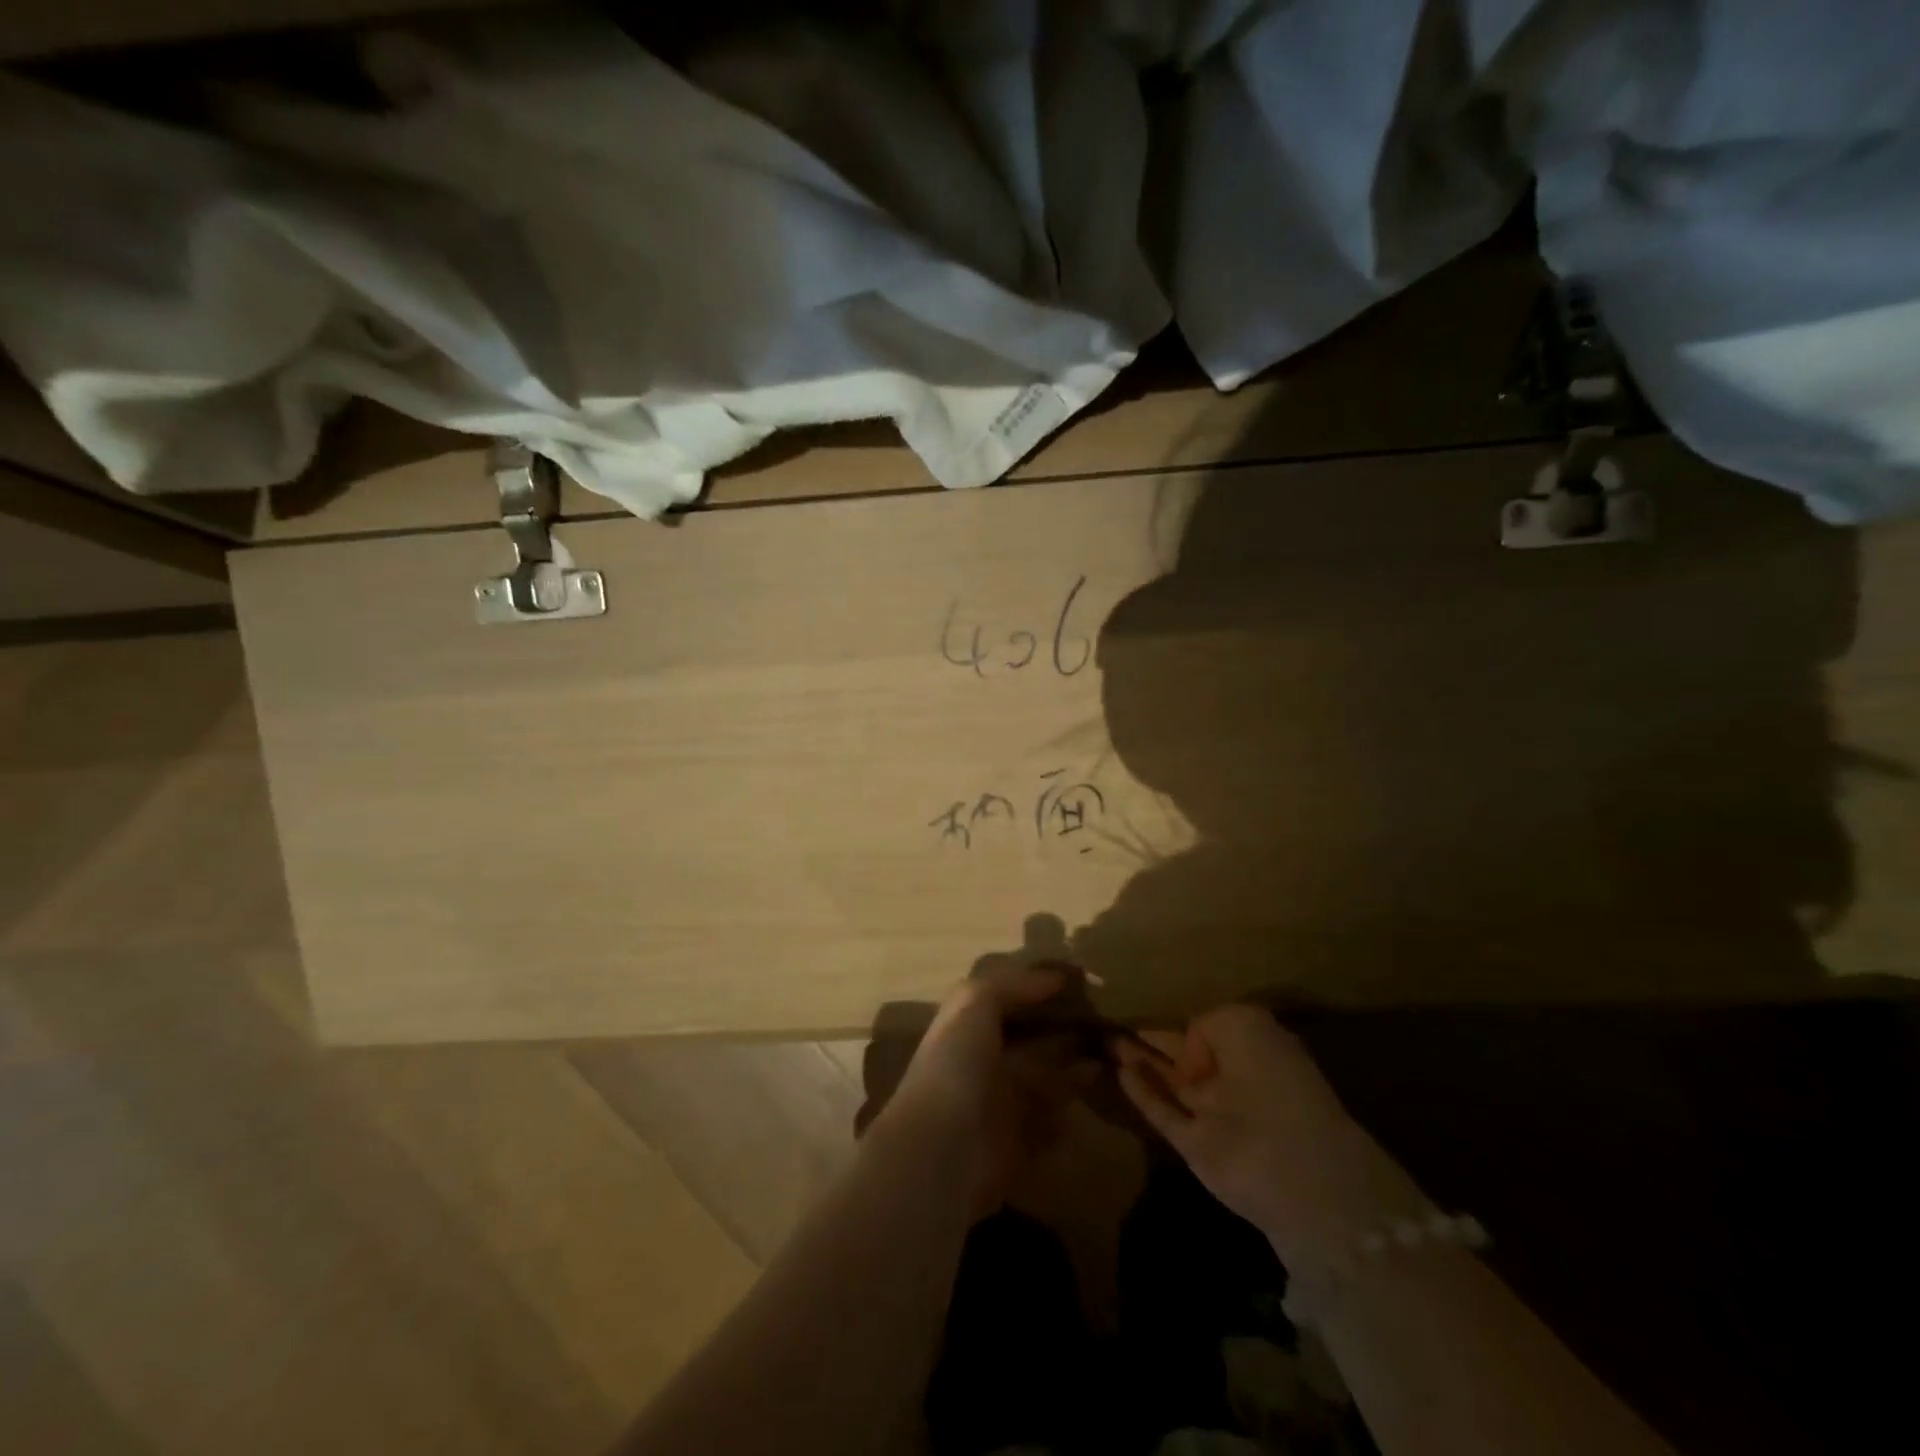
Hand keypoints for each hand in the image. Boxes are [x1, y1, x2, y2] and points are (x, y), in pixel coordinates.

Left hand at [869, 964, 1094, 1213]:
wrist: (941, 1153)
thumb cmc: (956, 1068)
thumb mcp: (973, 1004)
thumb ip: (1012, 985)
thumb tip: (1057, 976)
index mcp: (969, 1030)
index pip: (1009, 1004)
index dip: (1041, 992)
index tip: (1083, 983)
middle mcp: (984, 1066)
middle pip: (1033, 1044)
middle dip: (1067, 1033)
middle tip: (1109, 1024)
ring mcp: (1000, 1109)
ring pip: (1045, 1084)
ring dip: (1075, 1074)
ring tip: (1114, 1060)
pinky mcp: (1017, 1150)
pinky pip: (1049, 1130)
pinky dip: (1067, 1120)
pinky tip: (1092, 1102)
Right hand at [1117, 1005, 1429, 1271]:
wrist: (1300, 1174)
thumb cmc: (1276, 1082)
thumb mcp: (1244, 1024)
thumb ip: (1206, 1025)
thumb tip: (1188, 1053)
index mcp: (1256, 1049)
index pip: (1213, 1028)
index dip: (1189, 1019)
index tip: (1160, 1005)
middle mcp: (1234, 1080)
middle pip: (1187, 1054)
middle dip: (1157, 1037)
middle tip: (1118, 1017)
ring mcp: (1214, 1116)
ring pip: (1170, 1081)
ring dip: (1141, 1059)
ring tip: (1107, 1037)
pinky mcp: (1195, 1146)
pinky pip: (1162, 1113)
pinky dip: (1142, 1093)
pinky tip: (1119, 1071)